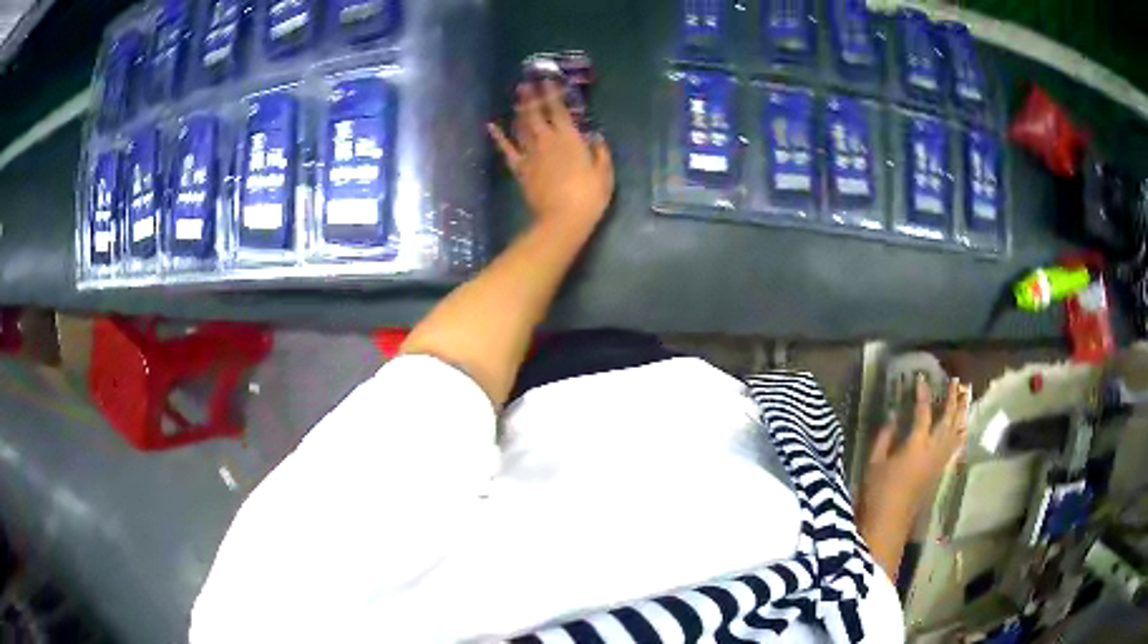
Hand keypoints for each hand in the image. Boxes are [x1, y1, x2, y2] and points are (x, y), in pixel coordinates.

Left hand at [488, 81, 614, 236]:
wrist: (563, 219)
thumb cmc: (589, 196)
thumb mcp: (604, 172)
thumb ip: (600, 151)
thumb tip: (595, 136)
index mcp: (570, 138)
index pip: (559, 109)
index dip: (553, 93)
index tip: (548, 80)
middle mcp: (547, 140)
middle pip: (536, 113)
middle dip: (531, 96)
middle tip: (526, 82)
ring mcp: (531, 154)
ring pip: (522, 126)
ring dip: (519, 110)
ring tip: (517, 97)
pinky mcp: (520, 169)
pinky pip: (507, 149)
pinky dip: (498, 137)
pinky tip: (491, 126)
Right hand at [861, 376, 970, 519]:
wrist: (889, 523)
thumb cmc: (878, 492)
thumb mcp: (874, 462)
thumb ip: (884, 437)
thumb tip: (893, 417)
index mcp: (916, 444)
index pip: (923, 412)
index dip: (923, 394)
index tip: (921, 378)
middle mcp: (933, 450)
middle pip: (947, 419)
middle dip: (952, 399)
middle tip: (955, 382)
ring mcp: (939, 462)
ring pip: (955, 432)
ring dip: (960, 413)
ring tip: (965, 397)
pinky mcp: (939, 472)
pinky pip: (954, 447)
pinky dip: (960, 433)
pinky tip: (963, 428)